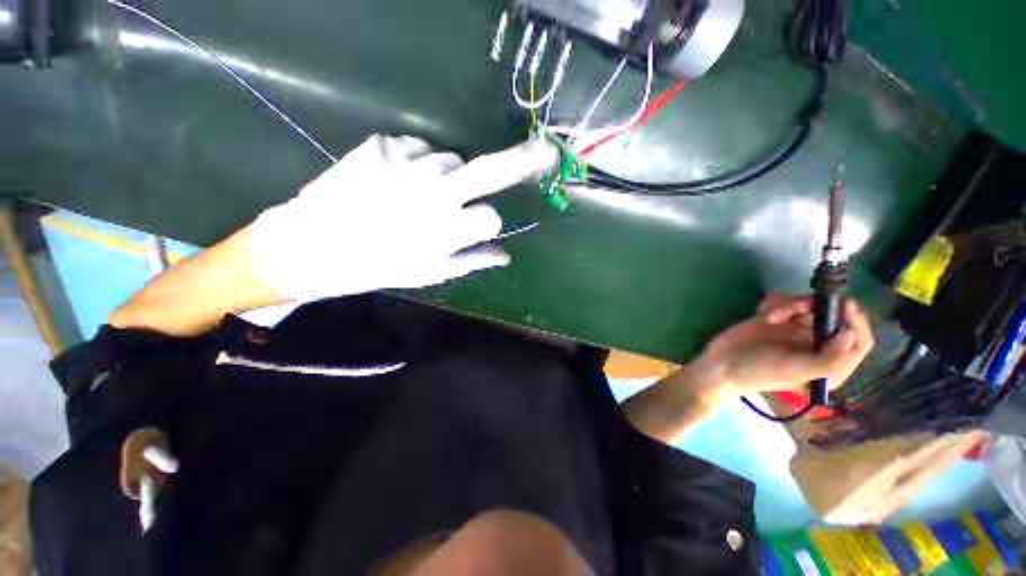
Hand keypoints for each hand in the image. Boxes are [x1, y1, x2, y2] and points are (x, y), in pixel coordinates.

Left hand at [251, 135, 557, 301]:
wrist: (313, 245)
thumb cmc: (378, 266)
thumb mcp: (431, 273)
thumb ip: (473, 261)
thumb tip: (505, 255)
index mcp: (448, 230)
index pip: (492, 216)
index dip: (487, 222)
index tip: (477, 227)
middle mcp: (436, 193)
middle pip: (491, 171)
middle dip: (523, 162)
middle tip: (544, 152)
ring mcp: (411, 164)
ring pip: (453, 161)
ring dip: (450, 175)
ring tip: (423, 193)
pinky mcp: (384, 145)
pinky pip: (419, 148)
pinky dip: (418, 161)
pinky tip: (399, 179)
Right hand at [692, 293, 873, 403]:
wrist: (721, 364)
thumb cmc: (760, 371)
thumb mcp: (796, 370)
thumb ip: (828, 358)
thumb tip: (850, 335)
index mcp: (829, 364)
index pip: (857, 342)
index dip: (855, 322)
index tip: (843, 304)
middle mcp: (817, 345)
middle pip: (832, 317)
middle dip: (814, 308)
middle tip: (796, 307)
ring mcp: (795, 330)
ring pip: (808, 305)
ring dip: (789, 305)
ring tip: (768, 315)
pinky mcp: (776, 319)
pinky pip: (785, 301)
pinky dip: (775, 302)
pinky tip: (762, 311)